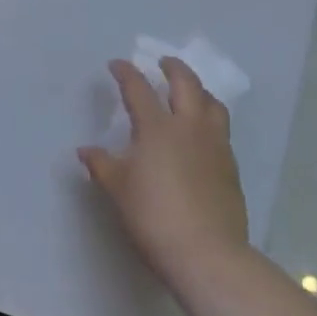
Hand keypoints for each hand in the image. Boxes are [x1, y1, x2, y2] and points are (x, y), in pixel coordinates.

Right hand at [81, 58, 250, 282]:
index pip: (139, 89)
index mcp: (157, 128)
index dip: (126, 73)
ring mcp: (215, 146)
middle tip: (163, 62)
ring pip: (212, 104)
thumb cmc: (153, 216)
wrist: (207, 253)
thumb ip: (101, 165)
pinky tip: (201, 133)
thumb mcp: (118, 189)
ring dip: (199, 90)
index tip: (117, 64)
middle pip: (186, 84)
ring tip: (190, 92)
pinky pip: (221, 130)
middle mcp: (189, 127)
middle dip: (173, 68)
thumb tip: (85, 150)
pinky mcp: (231, 167)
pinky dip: (210, 119)